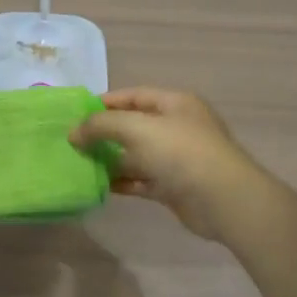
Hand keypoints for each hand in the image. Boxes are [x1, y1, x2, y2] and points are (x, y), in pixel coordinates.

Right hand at [71, 87, 270, 240]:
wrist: (223, 200)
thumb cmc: (180, 152)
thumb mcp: (136, 128)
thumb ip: (101, 125)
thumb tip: (73, 133)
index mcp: (174, 103)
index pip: (133, 96)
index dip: (104, 103)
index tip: (75, 114)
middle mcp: (176, 127)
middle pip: (133, 125)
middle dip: (104, 133)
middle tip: (73, 141)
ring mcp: (176, 158)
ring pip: (135, 154)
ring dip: (110, 159)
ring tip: (79, 163)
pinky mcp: (173, 186)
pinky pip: (141, 179)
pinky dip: (121, 181)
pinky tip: (98, 184)